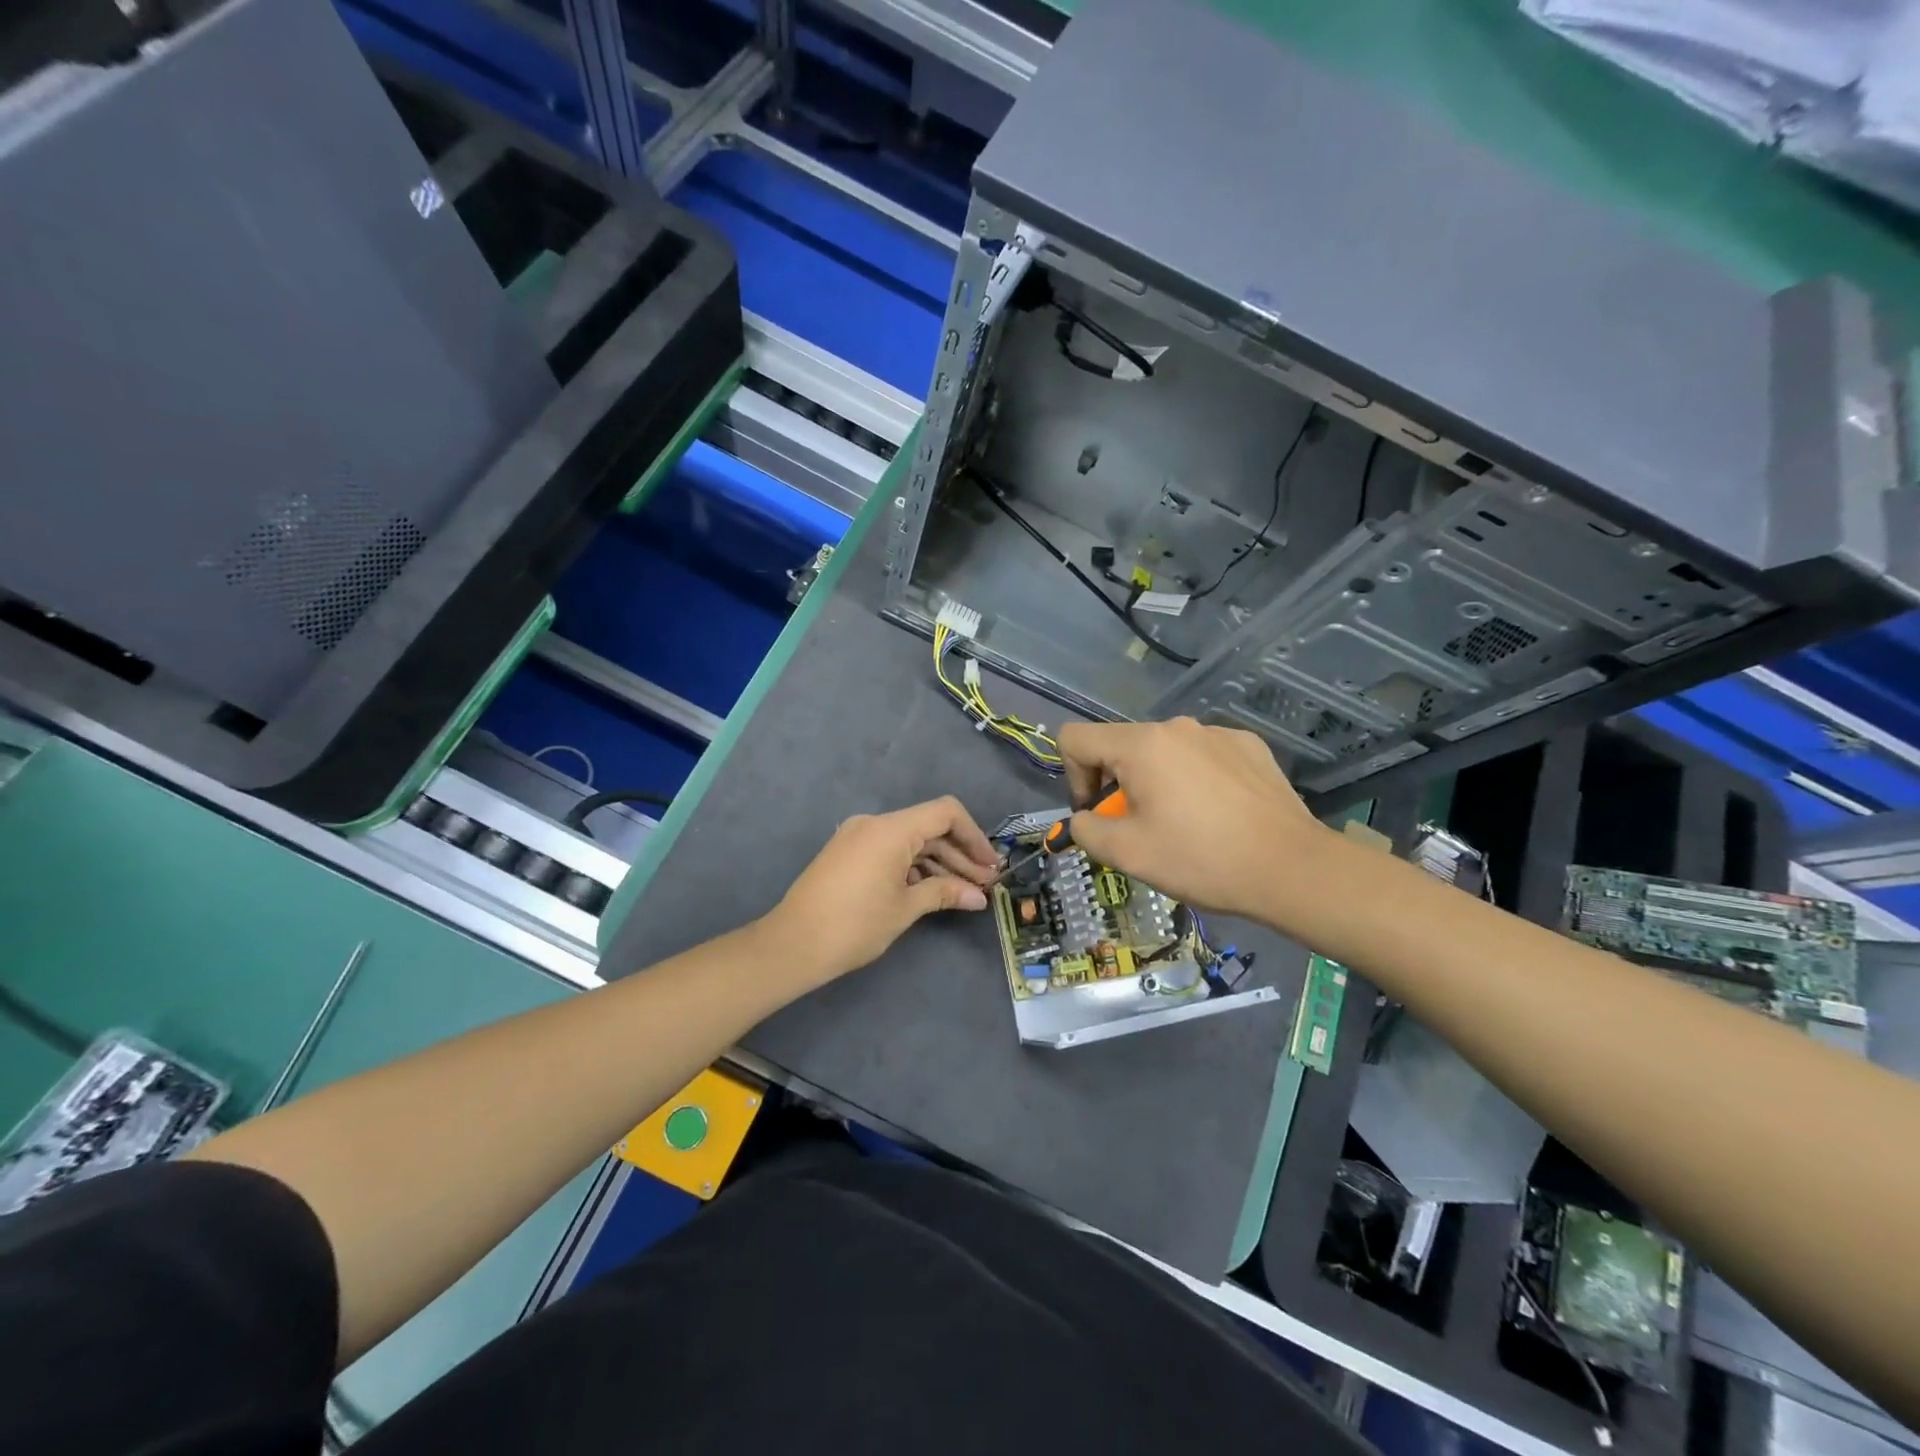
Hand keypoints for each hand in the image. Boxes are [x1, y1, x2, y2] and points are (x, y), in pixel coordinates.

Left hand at [766, 797, 999, 985]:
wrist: (791, 945)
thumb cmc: (854, 925)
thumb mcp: (905, 908)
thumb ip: (944, 893)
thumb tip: (978, 896)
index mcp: (890, 829)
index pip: (945, 813)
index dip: (974, 836)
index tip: (990, 865)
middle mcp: (874, 823)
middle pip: (929, 828)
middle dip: (959, 855)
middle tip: (984, 885)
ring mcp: (857, 837)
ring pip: (910, 841)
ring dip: (938, 863)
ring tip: (964, 892)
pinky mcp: (847, 854)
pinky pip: (890, 850)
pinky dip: (914, 867)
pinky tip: (931, 890)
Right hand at [1055, 717, 1324, 921]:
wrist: (1292, 868)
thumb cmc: (1201, 859)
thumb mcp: (1126, 854)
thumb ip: (1085, 829)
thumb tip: (1086, 818)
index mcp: (1141, 744)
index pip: (1075, 738)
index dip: (1072, 777)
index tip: (1099, 814)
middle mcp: (1176, 726)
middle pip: (1121, 746)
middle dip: (1118, 785)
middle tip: (1142, 829)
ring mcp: (1217, 732)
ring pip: (1163, 752)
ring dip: (1156, 782)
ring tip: (1185, 825)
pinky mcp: (1248, 745)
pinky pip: (1201, 755)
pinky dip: (1195, 779)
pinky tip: (1219, 814)